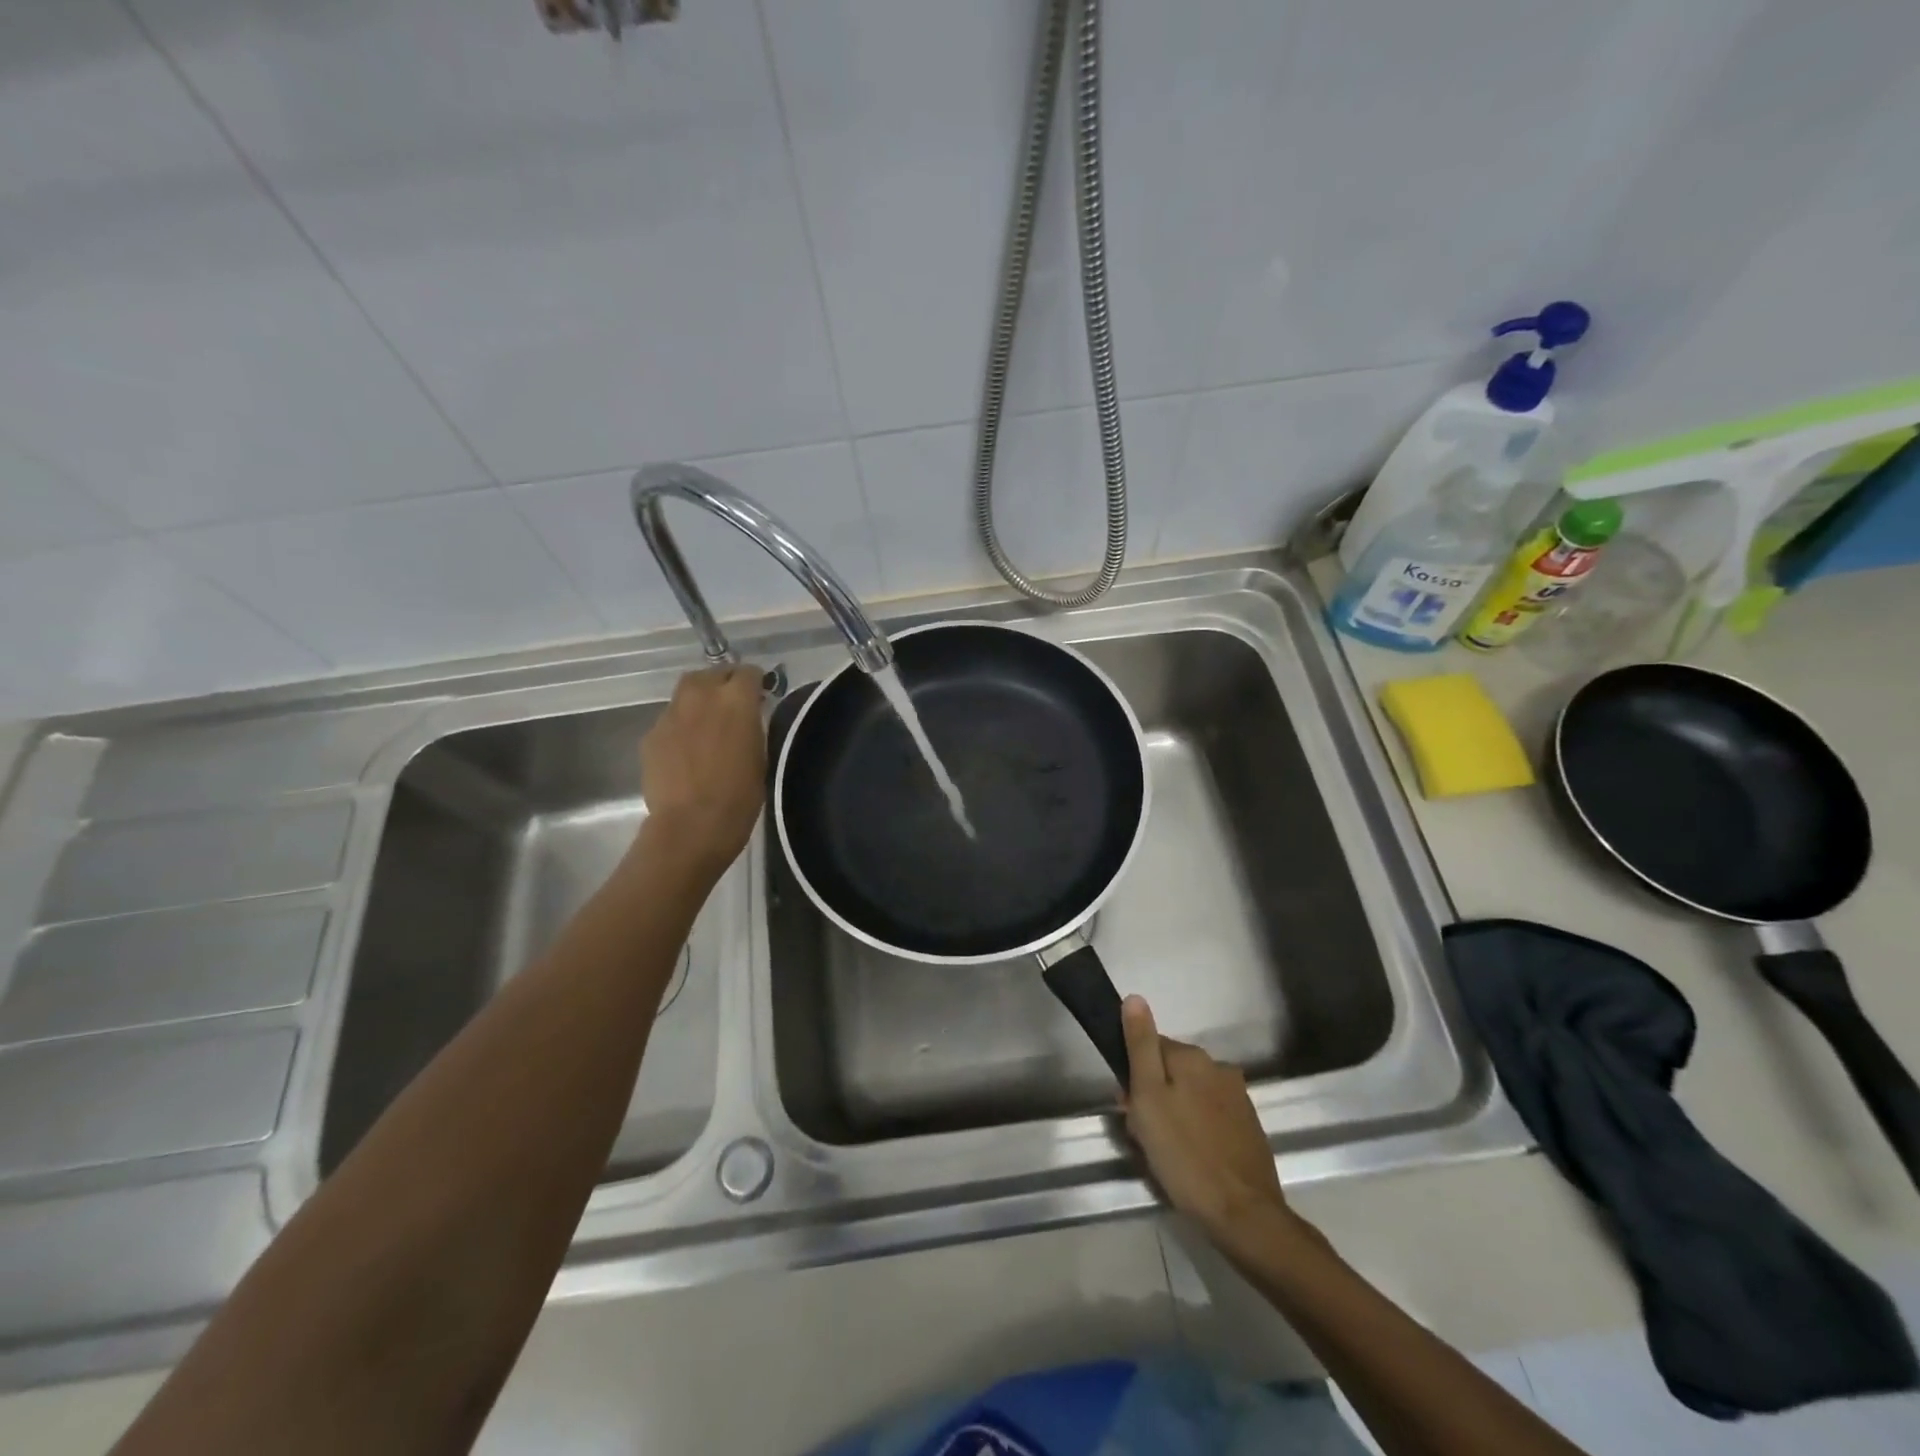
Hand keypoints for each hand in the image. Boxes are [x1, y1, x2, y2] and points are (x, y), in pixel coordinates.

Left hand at [638, 666, 766, 874]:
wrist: (691, 825)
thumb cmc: (739, 796)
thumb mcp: (760, 756)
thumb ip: (752, 726)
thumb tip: (747, 717)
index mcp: (736, 700)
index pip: (748, 671)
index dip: (755, 683)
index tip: (759, 697)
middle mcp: (701, 696)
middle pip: (712, 673)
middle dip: (723, 684)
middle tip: (732, 706)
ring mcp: (671, 714)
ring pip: (686, 692)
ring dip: (699, 701)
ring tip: (707, 725)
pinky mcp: (651, 734)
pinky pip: (670, 719)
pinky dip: (681, 726)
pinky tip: (687, 751)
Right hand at [1122, 996, 1289, 1234]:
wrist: (1243, 1214)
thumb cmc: (1184, 1154)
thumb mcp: (1148, 1097)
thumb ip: (1141, 1046)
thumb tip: (1135, 998)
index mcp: (1193, 1057)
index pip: (1150, 1048)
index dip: (1134, 1077)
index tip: (1129, 1107)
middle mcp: (1218, 1067)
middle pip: (1171, 1071)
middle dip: (1154, 1097)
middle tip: (1145, 1135)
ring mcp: (1238, 1098)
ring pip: (1190, 1095)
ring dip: (1174, 1114)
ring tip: (1166, 1153)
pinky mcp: (1248, 1127)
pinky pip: (1210, 1117)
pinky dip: (1196, 1130)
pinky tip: (1190, 1159)